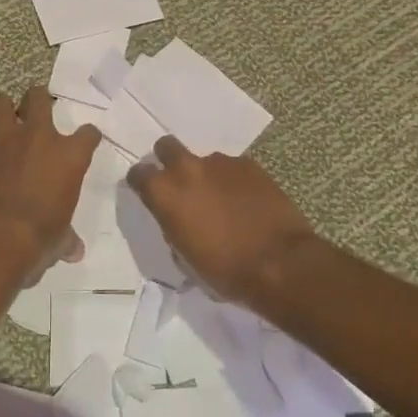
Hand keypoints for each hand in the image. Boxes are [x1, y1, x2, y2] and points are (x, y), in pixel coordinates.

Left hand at [0, 85, 99, 279]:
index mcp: (69, 156)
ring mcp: (4, 142)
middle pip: (39, 98)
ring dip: (2, 109)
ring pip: (0, 104)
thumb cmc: (40, 237)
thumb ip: (67, 238)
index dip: (88, 137)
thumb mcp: (60, 239)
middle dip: (37, 99)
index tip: (86, 141)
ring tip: (3, 117)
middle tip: (36, 108)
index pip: (89, 133)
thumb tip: (74, 251)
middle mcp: (38, 139)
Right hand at [127, 138, 317, 303]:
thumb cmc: (224, 270)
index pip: (138, 173)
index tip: (149, 193)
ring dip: (207, 175)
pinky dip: (233, 181)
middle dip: (168, 159)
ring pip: (204, 160)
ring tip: (223, 200)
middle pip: (166, 146)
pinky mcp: (249, 164)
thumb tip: (179, 217)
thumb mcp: (184, 256)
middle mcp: (187, 169)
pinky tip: (246, 202)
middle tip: (181, 183)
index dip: (142, 182)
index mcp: (164, 193)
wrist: (279, 263)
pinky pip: (232, 168)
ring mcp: (220, 163)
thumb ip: (173, 225)